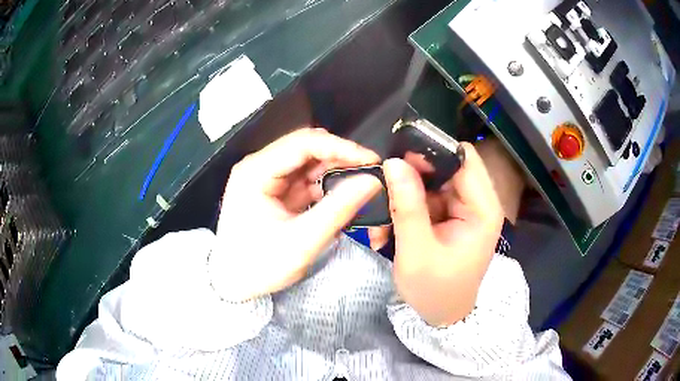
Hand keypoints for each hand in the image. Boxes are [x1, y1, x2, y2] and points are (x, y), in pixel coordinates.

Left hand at [209, 128, 381, 301]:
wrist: (234, 283)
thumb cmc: (258, 267)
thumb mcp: (301, 241)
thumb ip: (338, 209)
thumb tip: (372, 181)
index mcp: (255, 172)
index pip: (303, 143)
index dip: (341, 147)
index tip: (370, 160)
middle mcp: (259, 167)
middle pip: (307, 148)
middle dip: (340, 158)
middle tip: (369, 172)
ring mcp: (266, 177)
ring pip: (309, 162)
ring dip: (335, 171)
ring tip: (360, 185)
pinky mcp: (274, 190)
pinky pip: (306, 179)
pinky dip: (326, 185)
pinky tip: (341, 196)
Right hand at [382, 143, 503, 325]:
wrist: (442, 316)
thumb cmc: (434, 290)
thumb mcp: (416, 251)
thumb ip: (407, 205)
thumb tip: (393, 162)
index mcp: (483, 209)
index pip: (464, 158)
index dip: (433, 151)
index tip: (400, 159)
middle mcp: (478, 203)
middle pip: (445, 168)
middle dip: (412, 178)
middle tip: (384, 192)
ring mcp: (464, 210)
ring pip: (431, 183)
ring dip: (404, 197)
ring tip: (383, 221)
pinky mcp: (451, 217)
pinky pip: (426, 200)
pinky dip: (406, 209)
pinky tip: (389, 229)